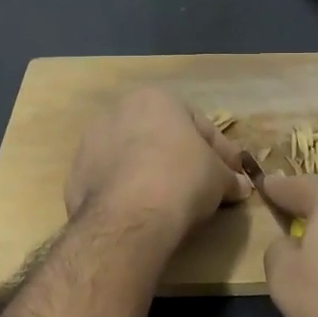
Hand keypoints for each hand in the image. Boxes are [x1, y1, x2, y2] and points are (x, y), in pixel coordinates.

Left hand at [67, 89, 250, 237]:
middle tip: (203, 185)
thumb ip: (229, 177)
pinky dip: (128, 191)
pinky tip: (142, 211)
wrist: (128, 216)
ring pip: (132, 156)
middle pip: (161, 136)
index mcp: (156, 99)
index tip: (233, 174)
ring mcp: (91, 142)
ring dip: (151, 172)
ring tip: (170, 200)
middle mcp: (119, 111)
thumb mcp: (218, 178)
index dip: (221, 151)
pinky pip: (112, 179)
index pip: (199, 124)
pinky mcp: (75, 175)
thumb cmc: (182, 179)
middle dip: (182, 158)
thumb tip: (242, 186)